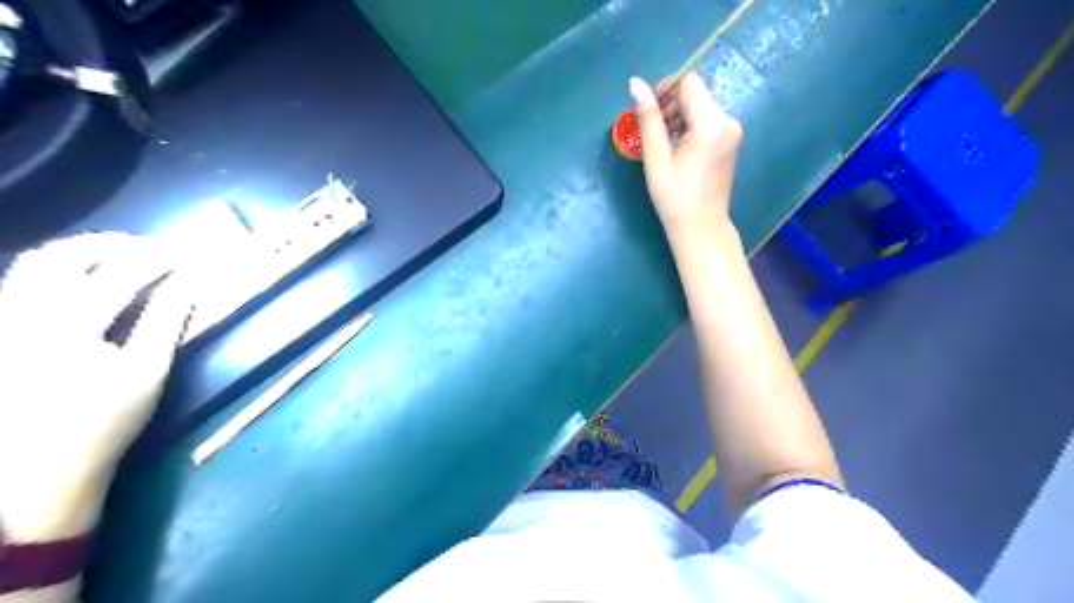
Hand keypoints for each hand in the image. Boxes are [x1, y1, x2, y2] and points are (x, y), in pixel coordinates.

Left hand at [0, 232, 189, 539]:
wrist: (34, 471)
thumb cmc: (103, 423)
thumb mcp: (147, 372)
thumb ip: (166, 320)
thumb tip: (190, 282)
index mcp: (67, 327)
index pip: (119, 274)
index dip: (156, 259)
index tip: (184, 255)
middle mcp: (22, 315)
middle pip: (61, 256)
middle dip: (110, 244)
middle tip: (148, 249)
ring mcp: (3, 323)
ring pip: (31, 264)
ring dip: (80, 253)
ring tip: (119, 257)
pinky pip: (19, 283)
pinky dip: (57, 271)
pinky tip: (84, 281)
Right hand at [630, 70, 748, 245]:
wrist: (701, 227)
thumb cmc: (674, 196)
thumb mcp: (656, 157)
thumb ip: (648, 118)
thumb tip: (635, 83)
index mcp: (711, 123)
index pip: (688, 82)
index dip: (664, 89)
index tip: (646, 111)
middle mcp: (728, 120)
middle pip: (696, 93)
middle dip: (670, 105)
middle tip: (650, 130)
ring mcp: (732, 131)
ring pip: (700, 106)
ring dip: (678, 116)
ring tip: (661, 143)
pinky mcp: (730, 142)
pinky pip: (707, 121)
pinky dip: (689, 127)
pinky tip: (676, 149)